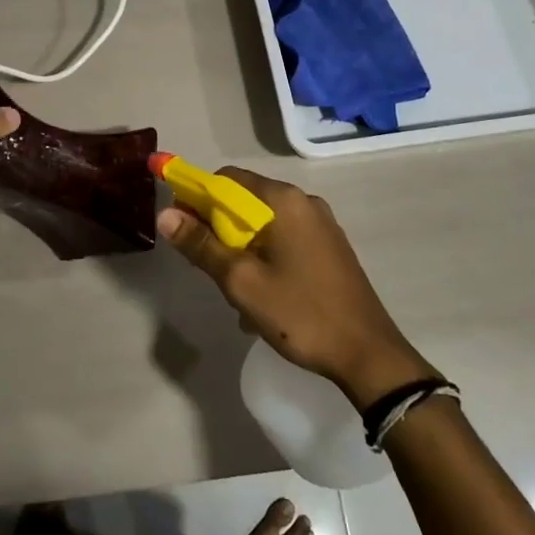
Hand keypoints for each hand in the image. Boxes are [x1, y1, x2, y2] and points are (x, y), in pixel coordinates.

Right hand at [156, 168, 440, 409]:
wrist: (368, 355)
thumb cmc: (300, 314)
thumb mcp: (241, 282)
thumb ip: (201, 245)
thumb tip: (165, 214)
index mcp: (284, 201)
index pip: (227, 179)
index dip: (198, 198)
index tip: (183, 229)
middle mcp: (304, 202)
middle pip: (246, 200)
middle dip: (220, 229)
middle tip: (211, 268)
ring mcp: (322, 225)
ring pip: (265, 224)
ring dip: (242, 248)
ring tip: (237, 291)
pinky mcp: (331, 248)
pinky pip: (285, 240)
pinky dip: (266, 256)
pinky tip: (263, 296)